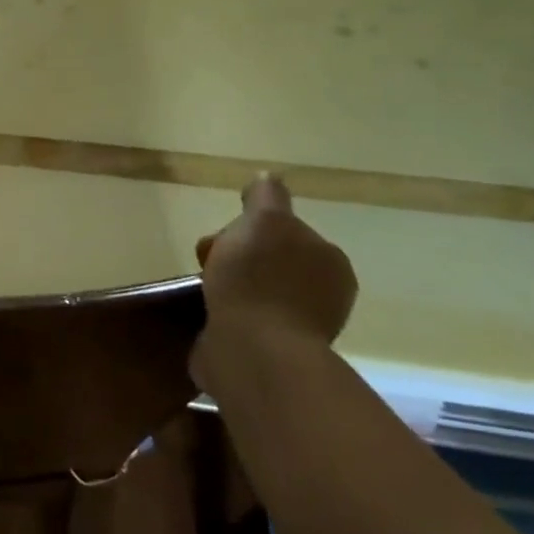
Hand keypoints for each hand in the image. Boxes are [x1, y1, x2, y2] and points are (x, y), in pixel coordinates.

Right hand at [189, 173, 356, 385]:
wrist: (252, 352)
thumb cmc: (259, 281)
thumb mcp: (264, 220)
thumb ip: (266, 197)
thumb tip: (267, 179)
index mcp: (330, 263)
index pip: (284, 232)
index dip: (248, 229)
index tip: (222, 238)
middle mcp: (322, 296)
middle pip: (267, 262)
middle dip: (235, 259)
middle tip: (207, 266)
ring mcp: (298, 329)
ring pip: (254, 292)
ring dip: (229, 289)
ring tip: (204, 294)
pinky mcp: (271, 355)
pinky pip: (244, 323)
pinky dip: (225, 317)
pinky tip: (209, 317)